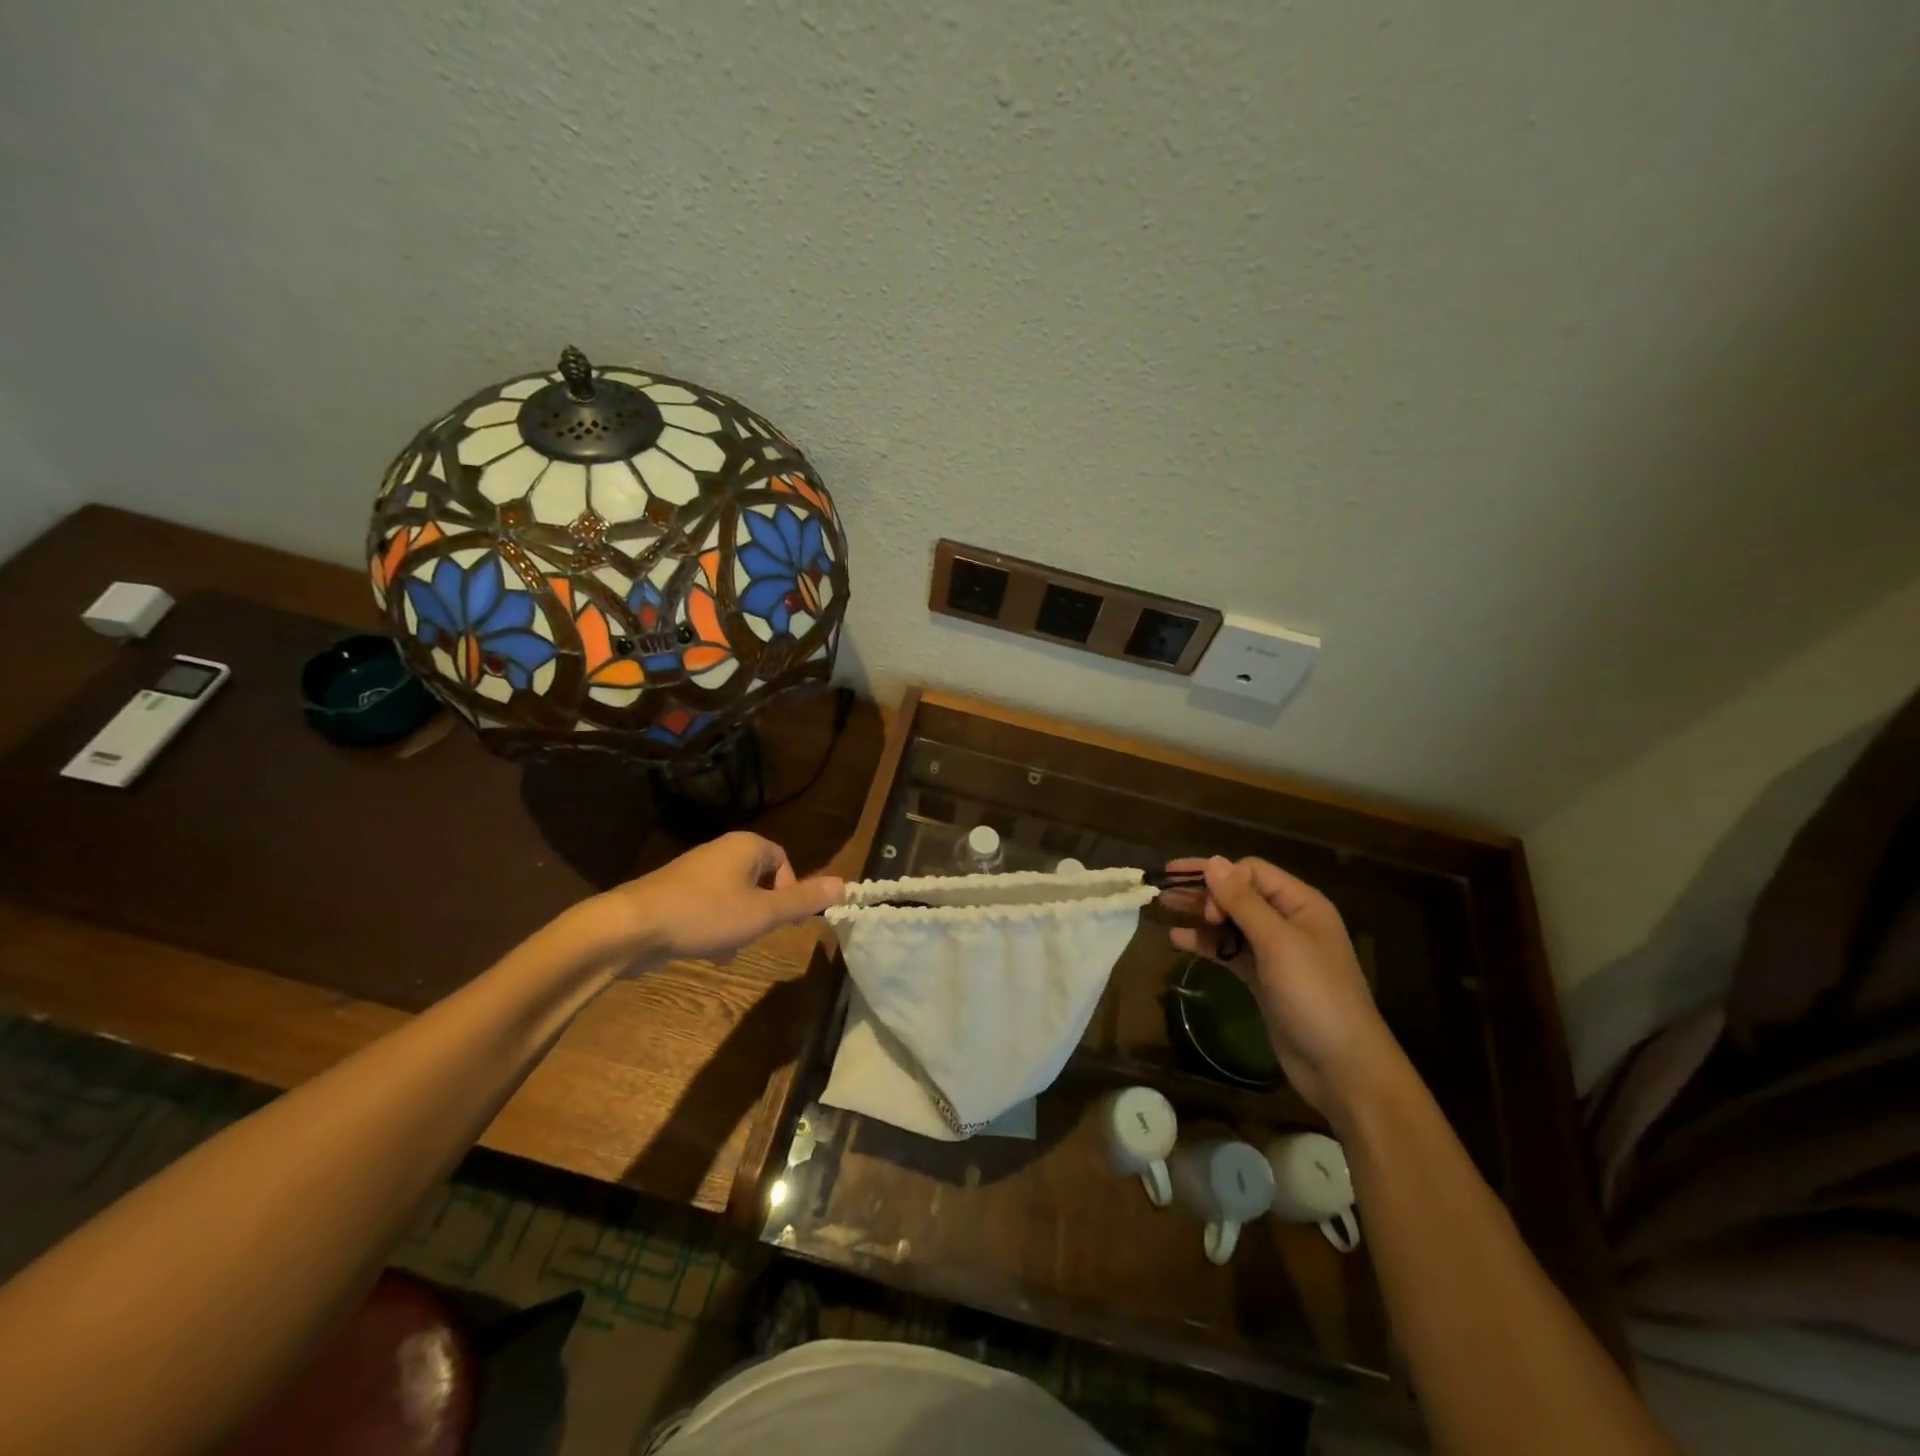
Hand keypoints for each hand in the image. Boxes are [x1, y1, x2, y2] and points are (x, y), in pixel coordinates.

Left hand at [595, 833, 843, 965]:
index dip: (790, 891)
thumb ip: (803, 901)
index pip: (784, 861)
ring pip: (735, 898)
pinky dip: (715, 929)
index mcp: (746, 846)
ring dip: (740, 925)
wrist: (630, 928)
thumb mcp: (763, 912)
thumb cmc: (705, 914)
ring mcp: (694, 873)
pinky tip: (709, 953)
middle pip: (760, 880)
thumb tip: (844, 885)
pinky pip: (710, 908)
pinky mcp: (674, 894)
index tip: (786, 920)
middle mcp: (721, 851)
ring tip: (731, 949)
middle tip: (758, 935)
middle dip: (763, 912)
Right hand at [1167, 855, 1398, 1114]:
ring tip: (1163, 906)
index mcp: (1301, 904)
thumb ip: (1243, 901)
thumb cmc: (1314, 995)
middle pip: (1238, 893)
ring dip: (1200, 914)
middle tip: (1164, 890)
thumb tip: (1214, 860)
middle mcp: (1288, 921)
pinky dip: (1206, 943)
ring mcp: (1275, 951)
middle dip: (1203, 890)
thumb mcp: (1278, 943)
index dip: (1224, 882)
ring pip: (1230, 921)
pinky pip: (1229, 950)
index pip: (1252, 872)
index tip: (1208, 911)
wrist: (1342, 1066)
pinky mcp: (1263, 978)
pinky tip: (1178, 940)